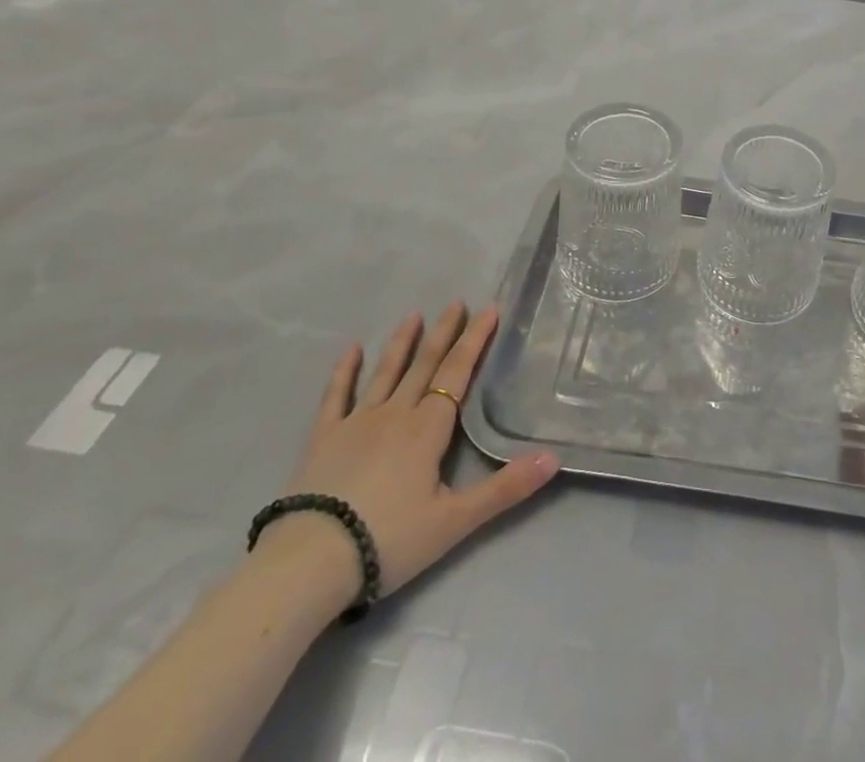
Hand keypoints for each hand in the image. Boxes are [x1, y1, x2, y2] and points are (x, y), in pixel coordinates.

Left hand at [261, 303, 558, 607]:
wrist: (310, 563)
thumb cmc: (389, 540)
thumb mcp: (455, 522)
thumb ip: (505, 489)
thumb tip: (554, 457)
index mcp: (428, 429)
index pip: (457, 374)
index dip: (475, 340)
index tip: (489, 309)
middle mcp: (396, 414)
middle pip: (425, 365)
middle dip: (444, 333)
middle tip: (457, 302)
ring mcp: (357, 422)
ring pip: (386, 373)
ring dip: (402, 343)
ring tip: (414, 315)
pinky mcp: (323, 439)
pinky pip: (336, 396)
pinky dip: (344, 371)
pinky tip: (351, 349)